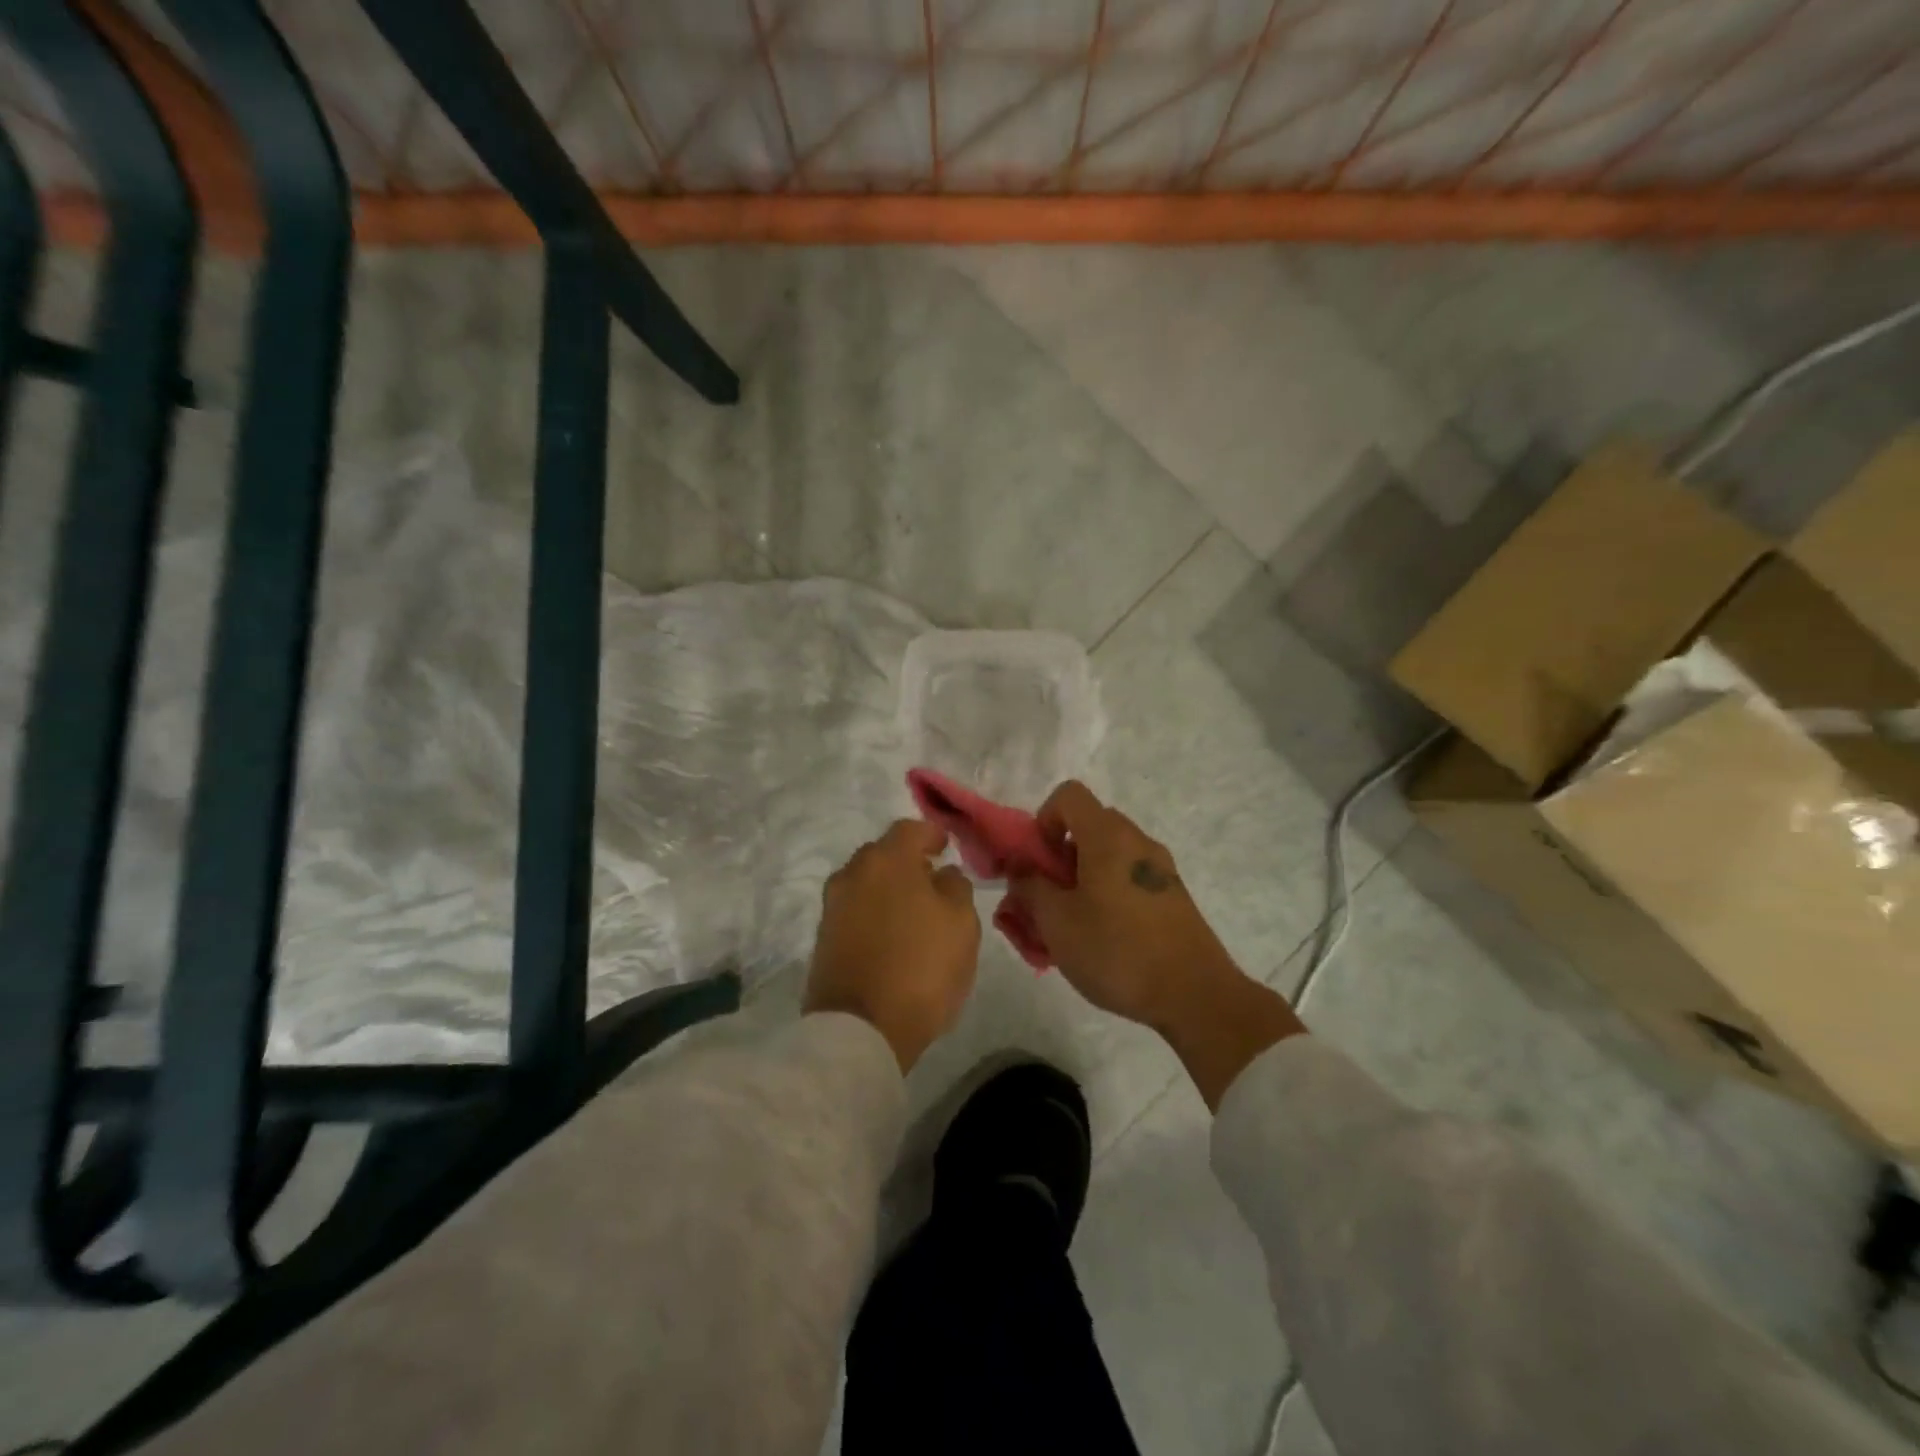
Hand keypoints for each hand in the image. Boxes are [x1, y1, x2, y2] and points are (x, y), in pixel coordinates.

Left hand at [804, 820, 981, 1071]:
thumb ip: (956, 887)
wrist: (860, 1029)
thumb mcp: (961, 924)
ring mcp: (832, 906)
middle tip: (932, 881)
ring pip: (866, 883)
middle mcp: (853, 873)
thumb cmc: (921, 967)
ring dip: (888, 889)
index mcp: (887, 860)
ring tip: (913, 912)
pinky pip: (854, 911)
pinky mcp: (823, 938)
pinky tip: (891, 935)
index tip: (946, 847)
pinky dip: (873, 913)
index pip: (910, 829)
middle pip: (883, 854)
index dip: (932, 834)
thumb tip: (942, 874)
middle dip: (908, 862)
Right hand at [1008, 782, 1303, 1107]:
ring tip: (1067, 930)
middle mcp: (1137, 842)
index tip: (1037, 863)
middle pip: (1086, 828)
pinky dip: (1105, 898)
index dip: (1043, 821)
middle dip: (1057, 859)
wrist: (1195, 995)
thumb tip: (1022, 869)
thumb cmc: (1118, 951)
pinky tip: (1099, 942)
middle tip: (1045, 901)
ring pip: (1106, 859)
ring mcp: (1159, 870)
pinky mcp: (1172, 897)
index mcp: (1108, 837)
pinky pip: (1127, 881)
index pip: (1068, 795)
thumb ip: (1030, 888)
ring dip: (1079, 883)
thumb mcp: (1057, 922)